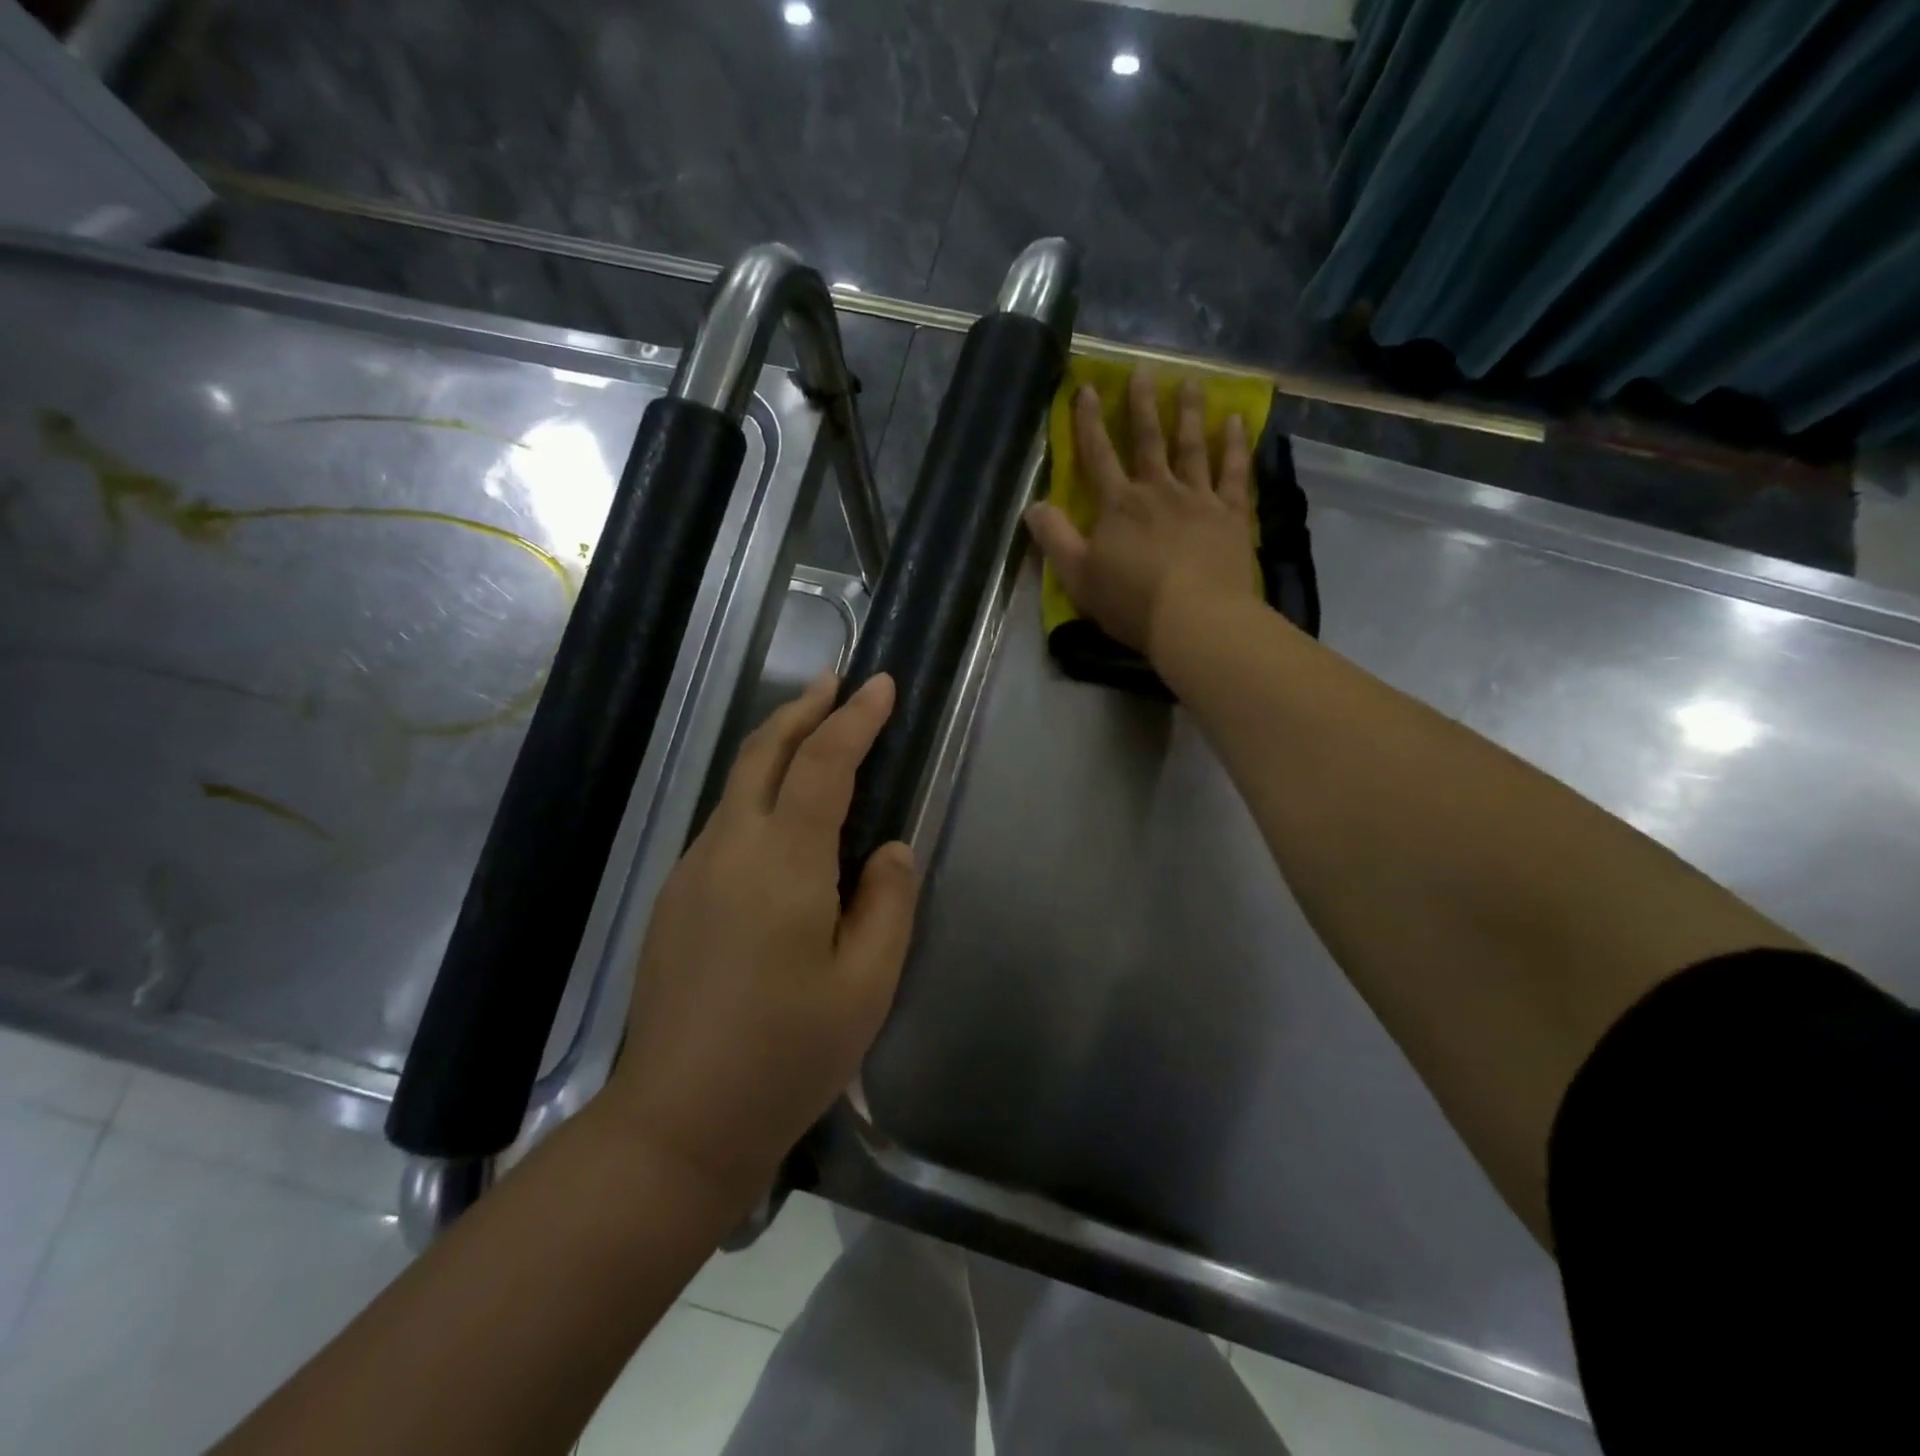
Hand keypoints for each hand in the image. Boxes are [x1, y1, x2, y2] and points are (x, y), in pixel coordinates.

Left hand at [601, 673, 918, 1201]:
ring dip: (778, 747)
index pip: (823, 763)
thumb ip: (888, 902)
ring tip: (816, 734)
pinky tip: (782, 817)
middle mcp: (729, 848)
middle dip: (803, 708)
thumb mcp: (867, 985)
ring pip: (739, 785)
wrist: (677, 1122)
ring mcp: (692, 871)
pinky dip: (759, 792)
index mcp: (783, 862)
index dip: (854, 719)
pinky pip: (725, 823)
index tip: (880, 685)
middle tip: (838, 681)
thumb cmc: (786, 1054)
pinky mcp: (675, 897)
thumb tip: (889, 848)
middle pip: (763, 752)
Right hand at [1025, 369, 1258, 662]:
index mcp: (1118, 506)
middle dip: (1142, 405)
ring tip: (1190, 382)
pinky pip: (1234, 472)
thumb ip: (1054, 539)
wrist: (1196, 618)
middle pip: (1148, 441)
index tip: (1087, 388)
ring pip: (1192, 447)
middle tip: (1143, 369)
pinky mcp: (1232, 515)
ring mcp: (1198, 499)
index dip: (1089, 422)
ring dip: (1189, 413)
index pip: (1098, 456)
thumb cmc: (1131, 601)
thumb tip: (1033, 505)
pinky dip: (1235, 445)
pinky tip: (1236, 421)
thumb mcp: (1077, 576)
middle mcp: (1158, 491)